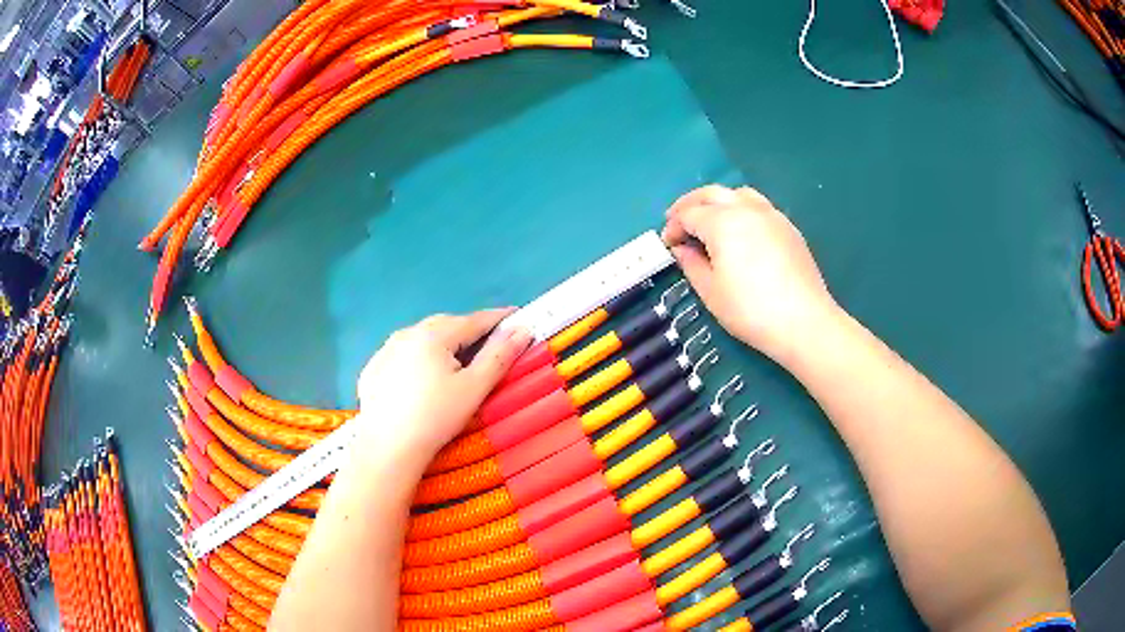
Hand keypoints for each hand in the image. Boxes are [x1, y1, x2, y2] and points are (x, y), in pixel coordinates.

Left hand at [354, 310, 532, 459]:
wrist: (387, 449)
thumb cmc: (435, 418)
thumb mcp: (474, 388)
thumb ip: (499, 356)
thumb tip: (522, 330)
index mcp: (433, 334)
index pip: (474, 320)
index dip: (499, 319)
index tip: (518, 317)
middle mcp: (406, 334)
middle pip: (446, 325)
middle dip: (470, 330)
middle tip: (490, 342)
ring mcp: (385, 351)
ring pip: (421, 338)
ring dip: (443, 343)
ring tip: (456, 360)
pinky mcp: (372, 370)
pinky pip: (402, 355)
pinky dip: (419, 358)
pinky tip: (423, 379)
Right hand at [662, 185, 839, 364]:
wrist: (803, 322)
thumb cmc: (751, 310)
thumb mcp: (711, 292)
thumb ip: (691, 264)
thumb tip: (681, 249)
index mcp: (722, 222)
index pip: (689, 214)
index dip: (673, 226)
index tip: (667, 244)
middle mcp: (746, 209)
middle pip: (712, 193)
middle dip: (690, 204)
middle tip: (678, 220)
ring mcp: (771, 215)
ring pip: (738, 194)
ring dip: (718, 201)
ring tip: (710, 220)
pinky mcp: (788, 227)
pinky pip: (759, 206)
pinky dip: (741, 209)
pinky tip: (741, 231)